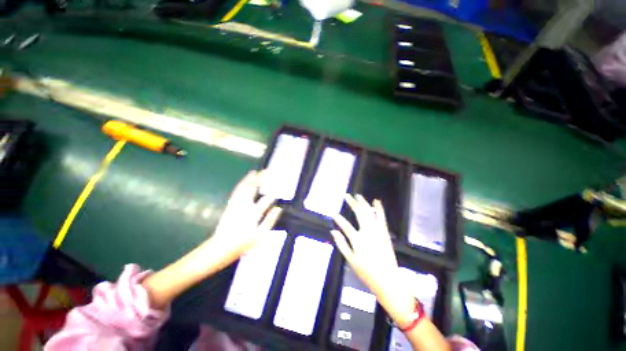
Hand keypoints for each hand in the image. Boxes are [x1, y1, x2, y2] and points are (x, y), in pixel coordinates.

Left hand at [208, 170, 282, 269]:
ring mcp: (236, 205)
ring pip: (243, 188)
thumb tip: (278, 209)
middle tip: (266, 172)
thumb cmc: (242, 244)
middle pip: (252, 189)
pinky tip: (244, 182)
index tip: (278, 190)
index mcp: (253, 214)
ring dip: (249, 179)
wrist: (219, 248)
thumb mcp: (259, 236)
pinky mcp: (230, 206)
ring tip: (255, 172)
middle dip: (260, 179)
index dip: (272, 196)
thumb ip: (269, 221)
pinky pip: (236, 191)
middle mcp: (244, 206)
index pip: (265, 201)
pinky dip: (241, 184)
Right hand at [331, 194, 415, 326]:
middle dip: (352, 203)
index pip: (345, 226)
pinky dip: (379, 209)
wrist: (388, 281)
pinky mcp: (385, 233)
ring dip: (364, 203)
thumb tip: (333, 232)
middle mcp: (368, 232)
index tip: (333, 213)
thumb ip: (341, 244)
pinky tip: (376, 202)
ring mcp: (378, 231)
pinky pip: (382, 218)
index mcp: (358, 240)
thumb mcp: (351, 261)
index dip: (338, 219)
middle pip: (359, 213)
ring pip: (370, 213)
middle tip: (347, 196)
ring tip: (358, 196)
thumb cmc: (367, 273)